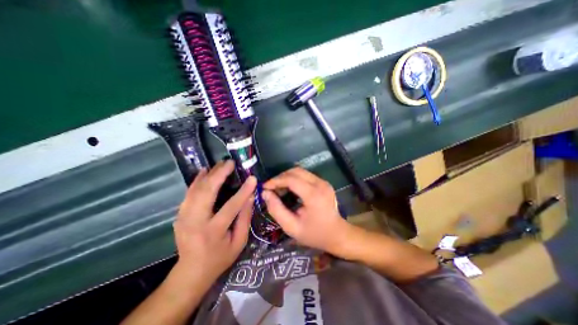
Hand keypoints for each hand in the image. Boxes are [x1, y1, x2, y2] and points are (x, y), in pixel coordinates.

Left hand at [172, 161, 255, 282]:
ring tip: (221, 164)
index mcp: (213, 232)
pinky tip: (204, 171)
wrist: (191, 272)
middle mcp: (195, 222)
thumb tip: (250, 197)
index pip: (231, 207)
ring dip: (209, 174)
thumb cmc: (220, 258)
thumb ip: (245, 219)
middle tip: (230, 163)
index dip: (243, 191)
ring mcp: (184, 217)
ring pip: (196, 189)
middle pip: (207, 192)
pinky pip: (189, 192)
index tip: (252, 178)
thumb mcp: (238, 242)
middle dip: (219, 174)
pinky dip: (197, 180)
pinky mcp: (180, 214)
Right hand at [262, 168, 351, 253]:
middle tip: (271, 188)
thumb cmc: (314, 234)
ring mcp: (323, 182)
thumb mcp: (291, 227)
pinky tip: (290, 189)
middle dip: (280, 177)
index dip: (275, 181)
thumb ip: (276, 210)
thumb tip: (265, 193)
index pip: (291, 179)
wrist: (337, 234)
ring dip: (287, 177)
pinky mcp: (323, 182)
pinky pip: (305, 175)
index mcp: (313, 195)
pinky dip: (294, 179)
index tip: (264, 187)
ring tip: (279, 189)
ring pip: (300, 171)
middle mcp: (320, 184)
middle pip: (296, 171)